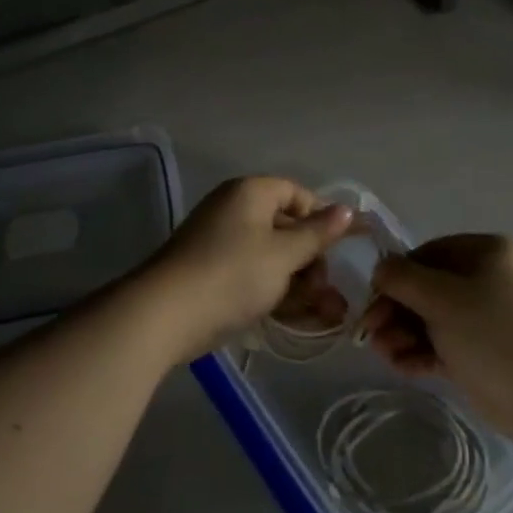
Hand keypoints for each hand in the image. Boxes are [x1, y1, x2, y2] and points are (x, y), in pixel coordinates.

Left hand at [136, 177, 354, 363]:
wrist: (165, 315)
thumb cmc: (233, 274)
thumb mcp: (284, 254)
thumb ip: (317, 234)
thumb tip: (347, 210)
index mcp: (250, 193)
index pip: (296, 193)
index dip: (321, 217)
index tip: (341, 248)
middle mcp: (233, 210)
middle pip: (285, 227)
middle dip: (312, 261)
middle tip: (328, 291)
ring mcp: (219, 243)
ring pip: (271, 257)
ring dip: (299, 284)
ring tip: (326, 315)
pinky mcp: (211, 274)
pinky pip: (252, 276)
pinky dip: (274, 293)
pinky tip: (297, 319)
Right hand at [360, 234, 512, 454]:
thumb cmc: (497, 338)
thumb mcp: (443, 300)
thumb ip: (403, 279)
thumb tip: (380, 269)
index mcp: (489, 252)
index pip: (428, 254)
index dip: (395, 277)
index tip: (370, 304)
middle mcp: (492, 278)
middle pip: (429, 287)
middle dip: (397, 311)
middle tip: (371, 336)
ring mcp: (493, 317)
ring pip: (437, 318)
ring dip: (406, 334)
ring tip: (387, 356)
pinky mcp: (491, 352)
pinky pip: (450, 343)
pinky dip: (425, 352)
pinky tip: (404, 367)